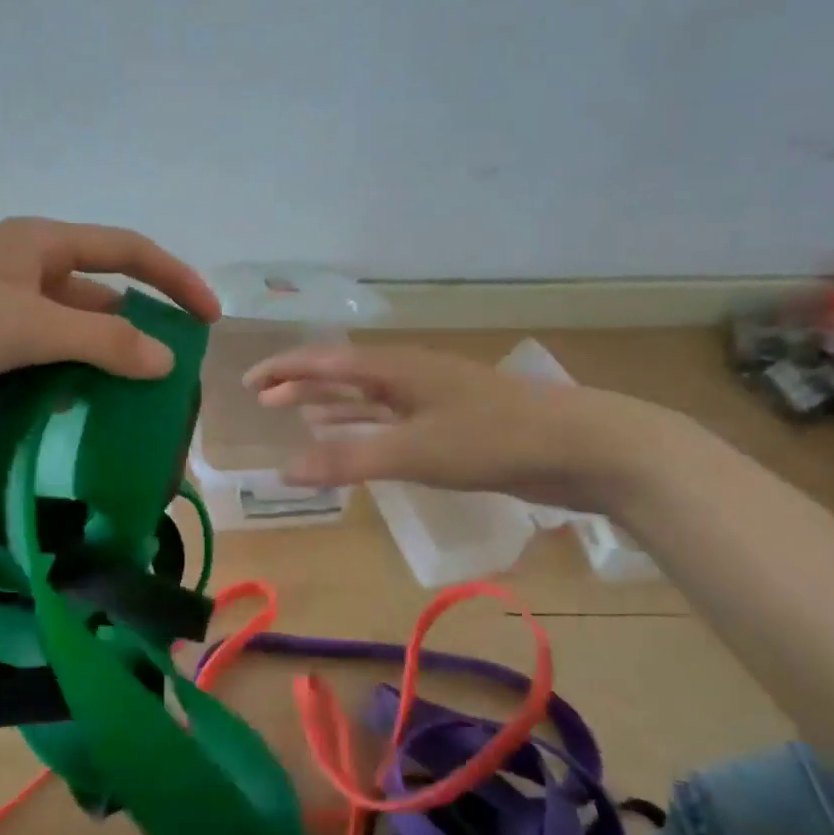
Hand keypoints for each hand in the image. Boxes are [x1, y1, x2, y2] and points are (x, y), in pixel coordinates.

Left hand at [0, 217, 221, 435]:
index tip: (209, 319)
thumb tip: (166, 361)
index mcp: (39, 245)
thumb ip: (103, 343)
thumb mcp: (29, 325)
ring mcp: (0, 315)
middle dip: (136, 334)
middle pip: (99, 300)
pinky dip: (61, 389)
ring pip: (68, 340)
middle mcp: (24, 273)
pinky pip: (37, 368)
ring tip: (134, 410)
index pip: (127, 251)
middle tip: (170, 380)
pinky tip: (80, 422)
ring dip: (98, 368)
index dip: (174, 279)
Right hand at [243, 344, 658, 514]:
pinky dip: (365, 427)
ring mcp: (434, 399)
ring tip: (298, 415)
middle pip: (344, 375)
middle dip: (303, 385)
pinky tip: (357, 440)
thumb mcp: (414, 451)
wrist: (584, 447)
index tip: (249, 383)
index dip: (285, 370)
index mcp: (397, 368)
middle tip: (265, 400)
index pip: (326, 362)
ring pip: (369, 397)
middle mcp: (410, 376)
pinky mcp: (453, 425)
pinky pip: (392, 420)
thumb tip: (284, 472)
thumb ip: (348, 461)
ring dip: (332, 405)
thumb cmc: (494, 440)